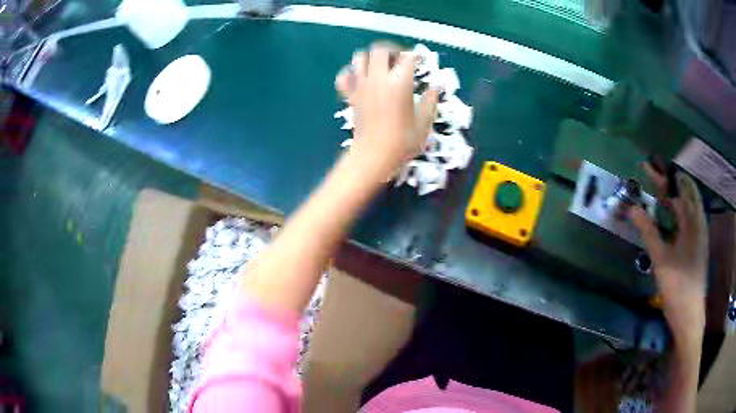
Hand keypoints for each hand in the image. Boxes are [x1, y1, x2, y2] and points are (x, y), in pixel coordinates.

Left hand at [335, 42, 438, 175]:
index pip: (408, 57)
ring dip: (371, 58)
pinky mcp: (350, 95)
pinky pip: (344, 76)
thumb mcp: (425, 123)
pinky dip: (351, 73)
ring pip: (360, 57)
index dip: (416, 57)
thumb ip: (431, 101)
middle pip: (380, 50)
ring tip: (381, 67)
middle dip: (392, 50)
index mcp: (400, 83)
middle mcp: (378, 79)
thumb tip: (436, 87)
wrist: (373, 157)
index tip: (420, 63)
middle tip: (400, 60)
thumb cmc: (402, 143)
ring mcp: (361, 86)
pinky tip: (361, 79)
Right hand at [629, 163, 708, 346]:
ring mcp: (700, 234)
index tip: (647, 167)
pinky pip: (690, 218)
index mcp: (693, 221)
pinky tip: (670, 217)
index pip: (677, 189)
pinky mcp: (698, 245)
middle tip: (653, 177)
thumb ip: (648, 231)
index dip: (662, 177)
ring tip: (660, 192)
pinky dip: (679, 211)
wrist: (690, 315)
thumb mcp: (661, 259)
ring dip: (675, 195)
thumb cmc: (677, 286)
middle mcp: (699, 221)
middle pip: (685, 192)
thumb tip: (632, 208)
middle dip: (670, 182)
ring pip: (689, 205)